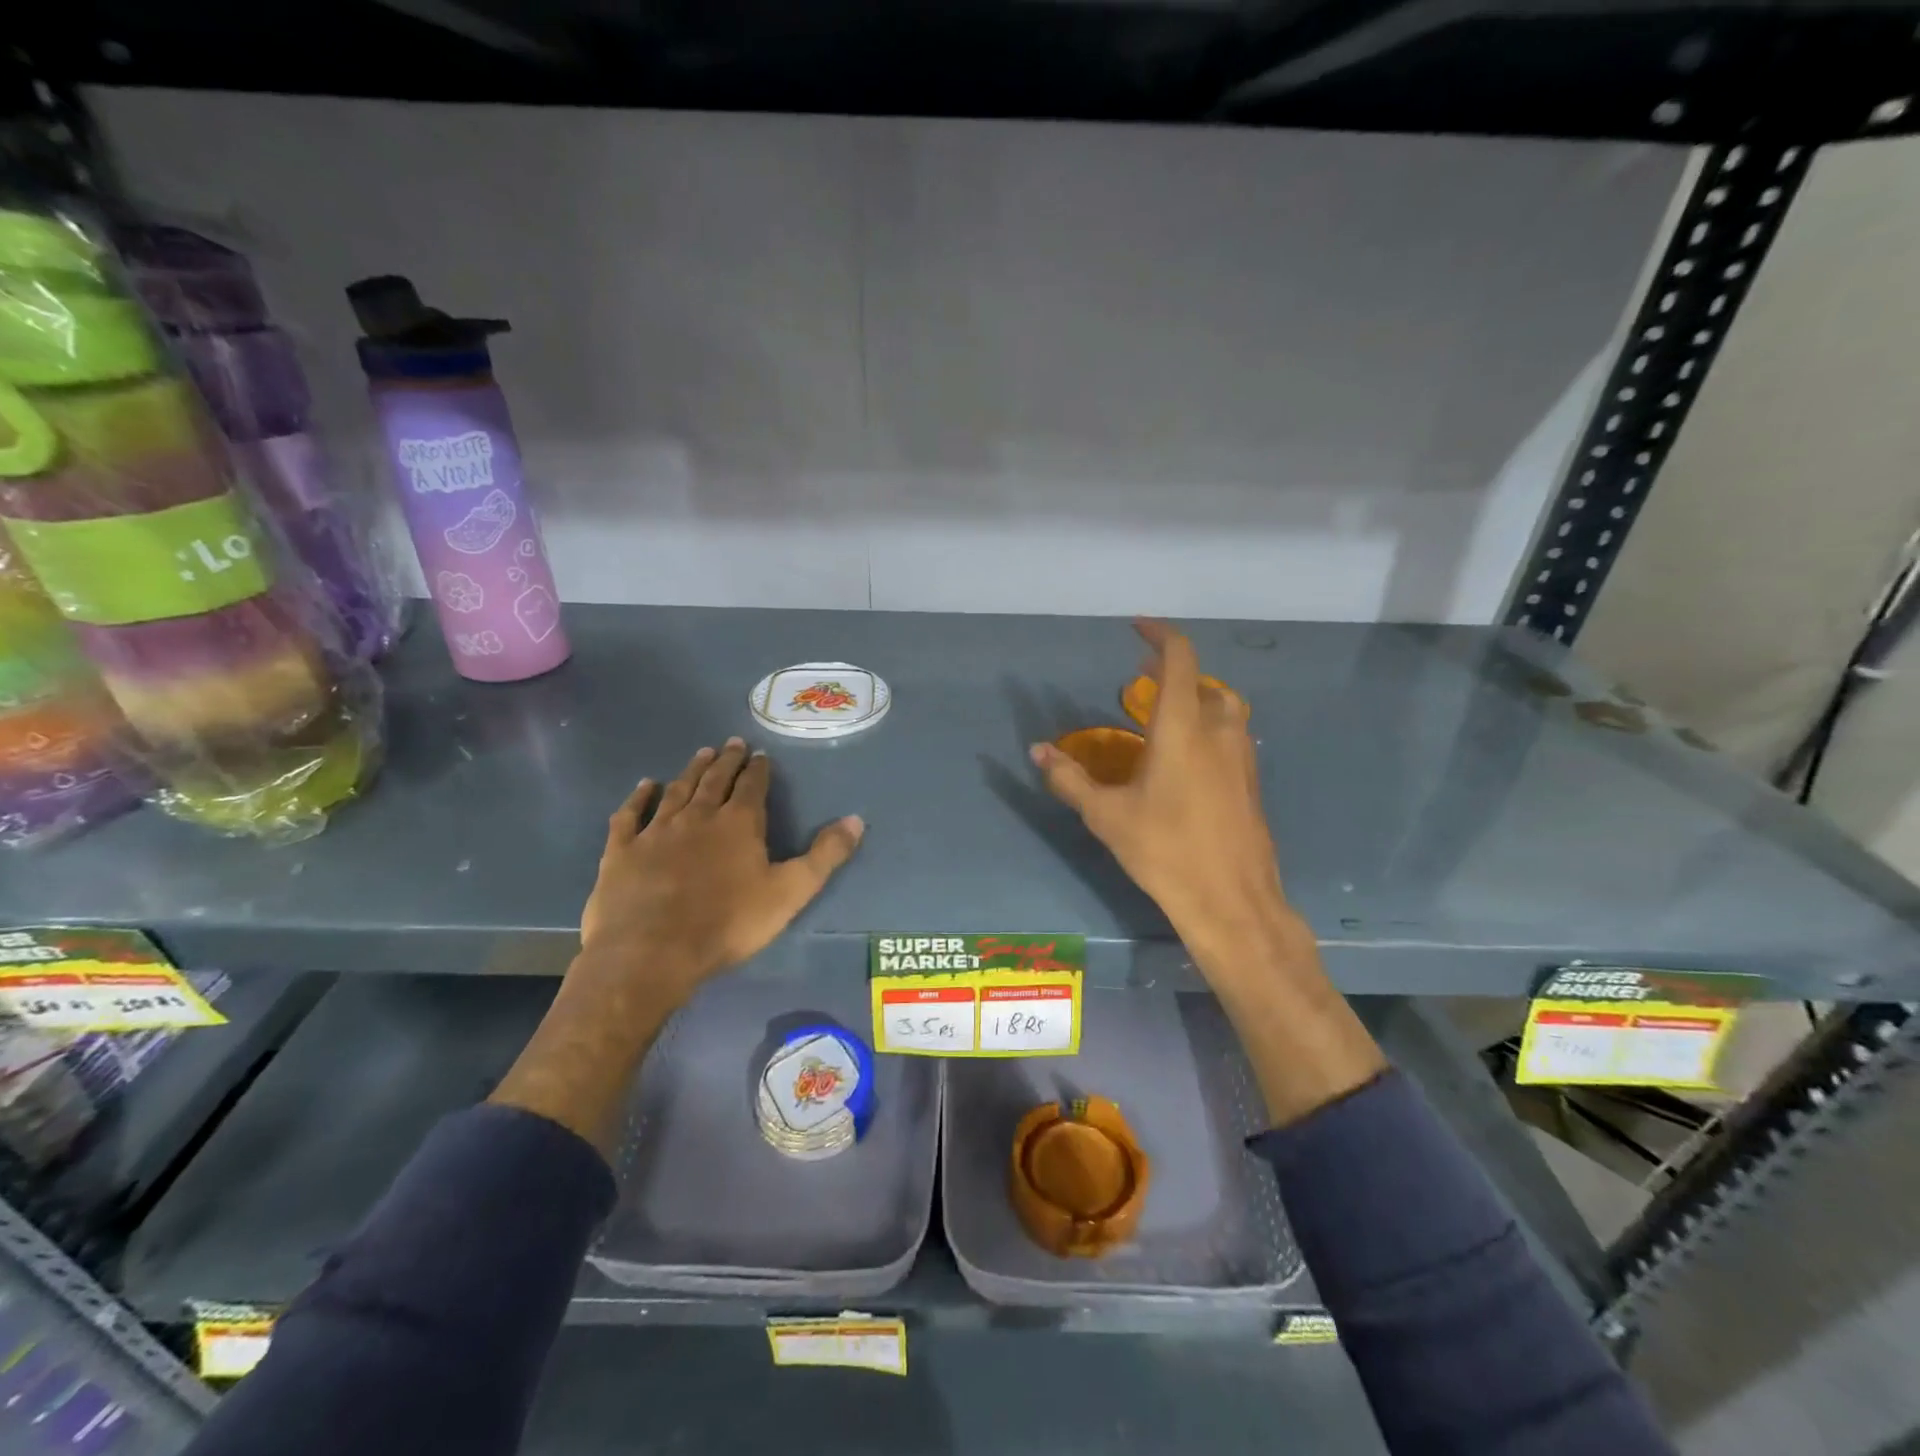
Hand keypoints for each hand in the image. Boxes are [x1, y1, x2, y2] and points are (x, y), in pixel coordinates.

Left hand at [580, 738, 864, 1000]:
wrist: (651, 952)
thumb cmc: (728, 924)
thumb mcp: (790, 892)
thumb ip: (824, 855)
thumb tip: (856, 819)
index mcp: (738, 823)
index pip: (752, 786)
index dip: (758, 769)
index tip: (761, 754)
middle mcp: (697, 816)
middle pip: (715, 780)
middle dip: (726, 761)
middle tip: (732, 743)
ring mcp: (656, 831)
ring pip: (677, 790)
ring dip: (691, 771)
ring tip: (701, 753)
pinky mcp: (622, 851)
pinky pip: (631, 815)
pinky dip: (638, 797)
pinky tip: (644, 786)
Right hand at [1030, 621, 1294, 967]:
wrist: (1231, 900)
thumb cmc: (1164, 850)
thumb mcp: (1106, 815)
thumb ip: (1070, 778)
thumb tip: (1038, 750)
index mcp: (1183, 728)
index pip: (1179, 660)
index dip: (1159, 636)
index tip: (1137, 627)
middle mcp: (1218, 732)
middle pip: (1204, 682)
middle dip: (1173, 673)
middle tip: (1141, 682)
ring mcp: (1241, 757)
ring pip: (1224, 708)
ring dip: (1197, 698)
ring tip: (1166, 715)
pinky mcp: (1251, 782)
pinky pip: (1231, 736)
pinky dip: (1209, 727)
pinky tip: (1187, 759)